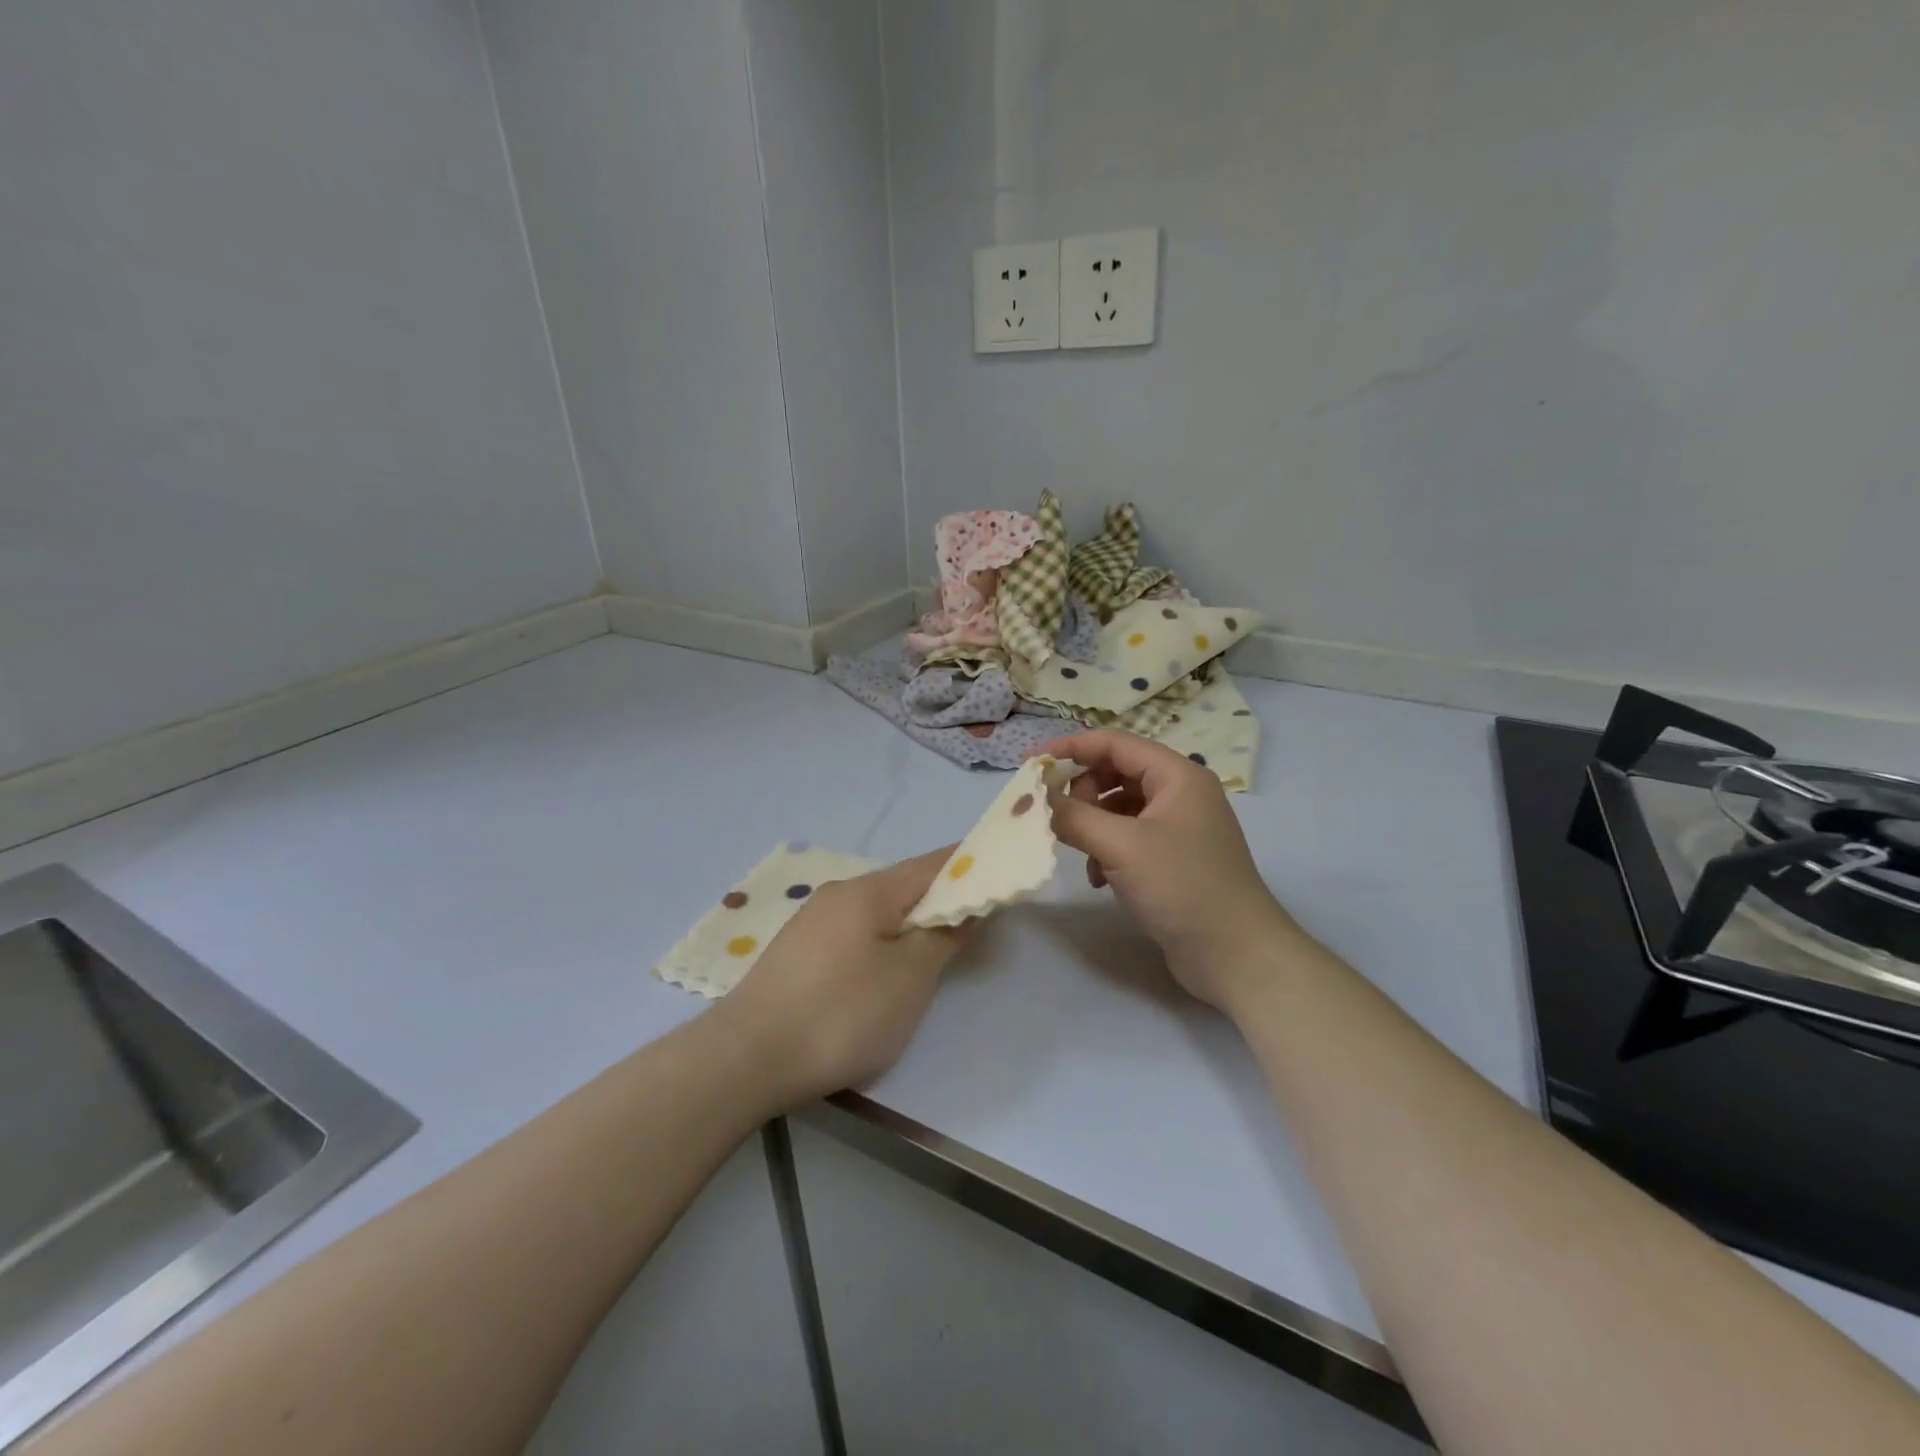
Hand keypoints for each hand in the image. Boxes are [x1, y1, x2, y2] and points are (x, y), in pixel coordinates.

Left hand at [712, 847, 967, 1108]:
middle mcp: (838, 894)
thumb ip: (943, 936)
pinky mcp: (796, 954)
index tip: (998, 875)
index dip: (968, 866)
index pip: (932, 863)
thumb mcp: (909, 978)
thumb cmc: (841, 1013)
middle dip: (940, 902)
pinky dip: (880, 944)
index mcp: (868, 890)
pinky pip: (853, 935)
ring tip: (932, 956)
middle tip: (972, 928)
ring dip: (909, 926)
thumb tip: (962, 907)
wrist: (746, 1059)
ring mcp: (812, 923)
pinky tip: (881, 975)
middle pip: (903, 887)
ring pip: (876, 913)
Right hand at [1039, 731, 1292, 1009]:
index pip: (1114, 743)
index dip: (1071, 748)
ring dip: (1092, 825)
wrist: (1235, 955)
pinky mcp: (1174, 859)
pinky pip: (1129, 838)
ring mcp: (1179, 828)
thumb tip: (1036, 799)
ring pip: (1119, 808)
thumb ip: (1073, 816)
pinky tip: (1099, 879)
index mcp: (1177, 776)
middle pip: (1116, 773)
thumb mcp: (1120, 846)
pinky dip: (1107, 850)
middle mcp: (1180, 794)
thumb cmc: (1181, 886)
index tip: (1032, 763)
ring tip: (1079, 852)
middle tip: (1058, 816)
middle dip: (1082, 792)